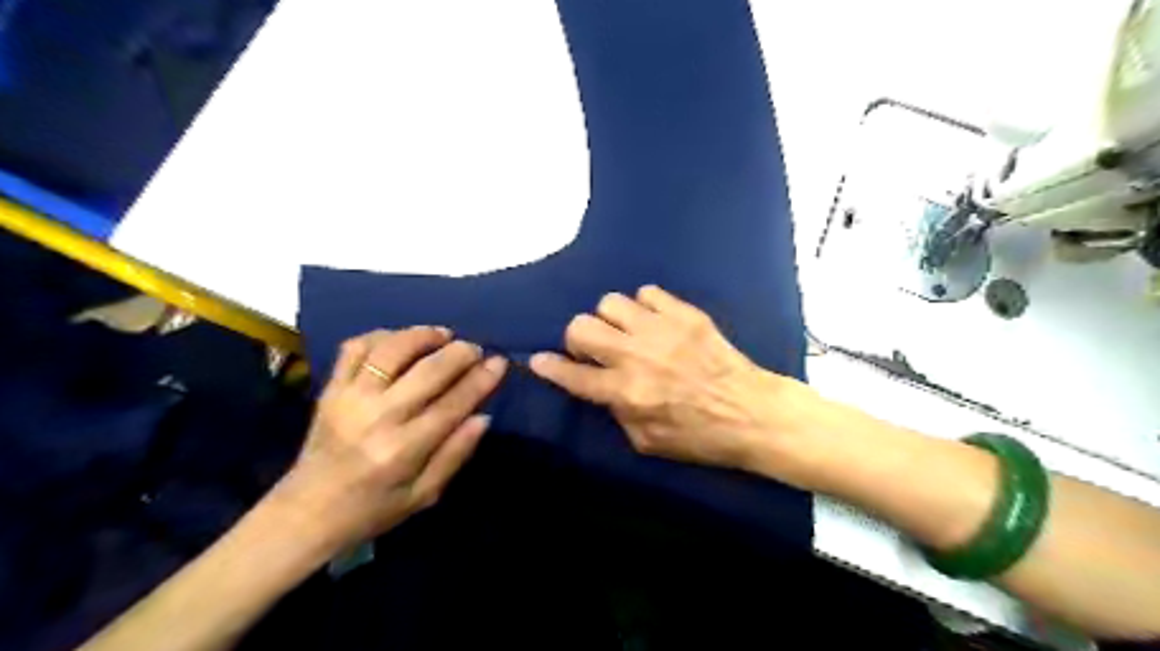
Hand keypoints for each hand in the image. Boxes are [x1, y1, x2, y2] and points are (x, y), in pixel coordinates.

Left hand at [275, 327, 508, 555]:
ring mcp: (349, 398)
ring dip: (423, 336)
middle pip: (428, 371)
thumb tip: (483, 417)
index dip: (481, 380)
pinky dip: (381, 336)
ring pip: (392, 350)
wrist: (306, 512)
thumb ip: (455, 455)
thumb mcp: (423, 496)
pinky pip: (355, 348)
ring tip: (443, 335)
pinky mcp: (330, 389)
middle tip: (475, 348)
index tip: (499, 362)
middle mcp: (378, 417)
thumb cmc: (372, 508)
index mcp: (404, 449)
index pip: (453, 404)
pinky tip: (400, 340)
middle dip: (459, 353)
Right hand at [528, 284, 804, 471]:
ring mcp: (661, 330)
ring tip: (626, 332)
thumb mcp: (648, 442)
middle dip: (578, 338)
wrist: (752, 412)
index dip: (549, 367)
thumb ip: (617, 412)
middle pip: (582, 326)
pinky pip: (648, 292)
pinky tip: (654, 321)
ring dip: (610, 319)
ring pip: (610, 302)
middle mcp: (637, 356)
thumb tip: (603, 387)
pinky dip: (644, 306)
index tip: (538, 360)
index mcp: (627, 393)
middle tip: (594, 349)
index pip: (573, 375)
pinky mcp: (685, 315)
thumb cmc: (700, 436)